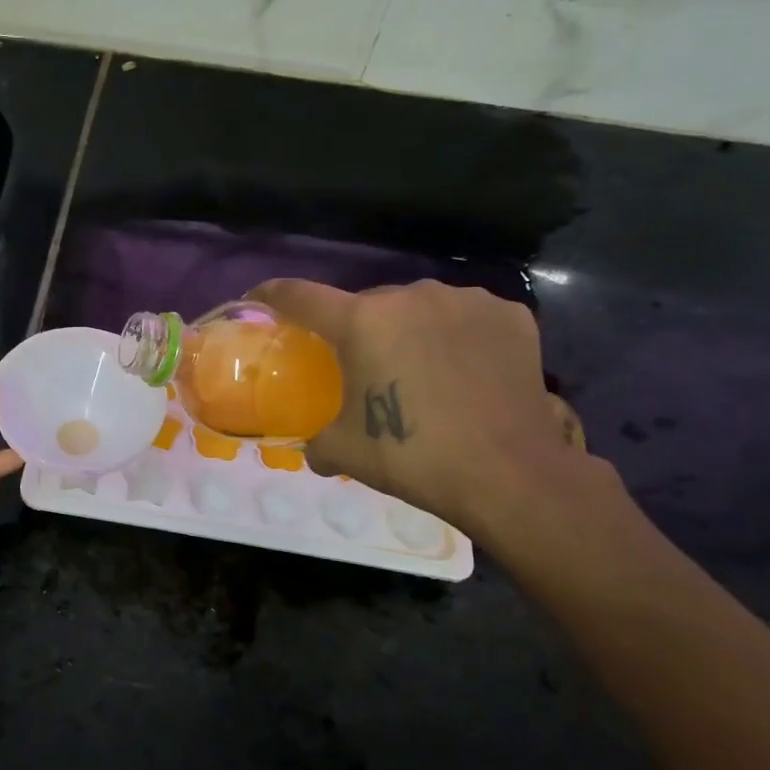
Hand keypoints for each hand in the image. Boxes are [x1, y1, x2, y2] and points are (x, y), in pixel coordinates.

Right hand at [247, 279, 586, 534]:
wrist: (510, 474)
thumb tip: (311, 446)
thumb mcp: (345, 451)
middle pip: (366, 303)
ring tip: (420, 369)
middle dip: (358, 328)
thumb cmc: (414, 457)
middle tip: (363, 366)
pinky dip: (456, 334)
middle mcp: (410, 296)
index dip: (272, 295)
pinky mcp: (509, 314)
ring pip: (419, 306)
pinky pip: (465, 316)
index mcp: (362, 321)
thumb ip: (316, 439)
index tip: (259, 300)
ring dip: (409, 329)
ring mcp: (465, 300)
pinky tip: (464, 368)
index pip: (300, 295)